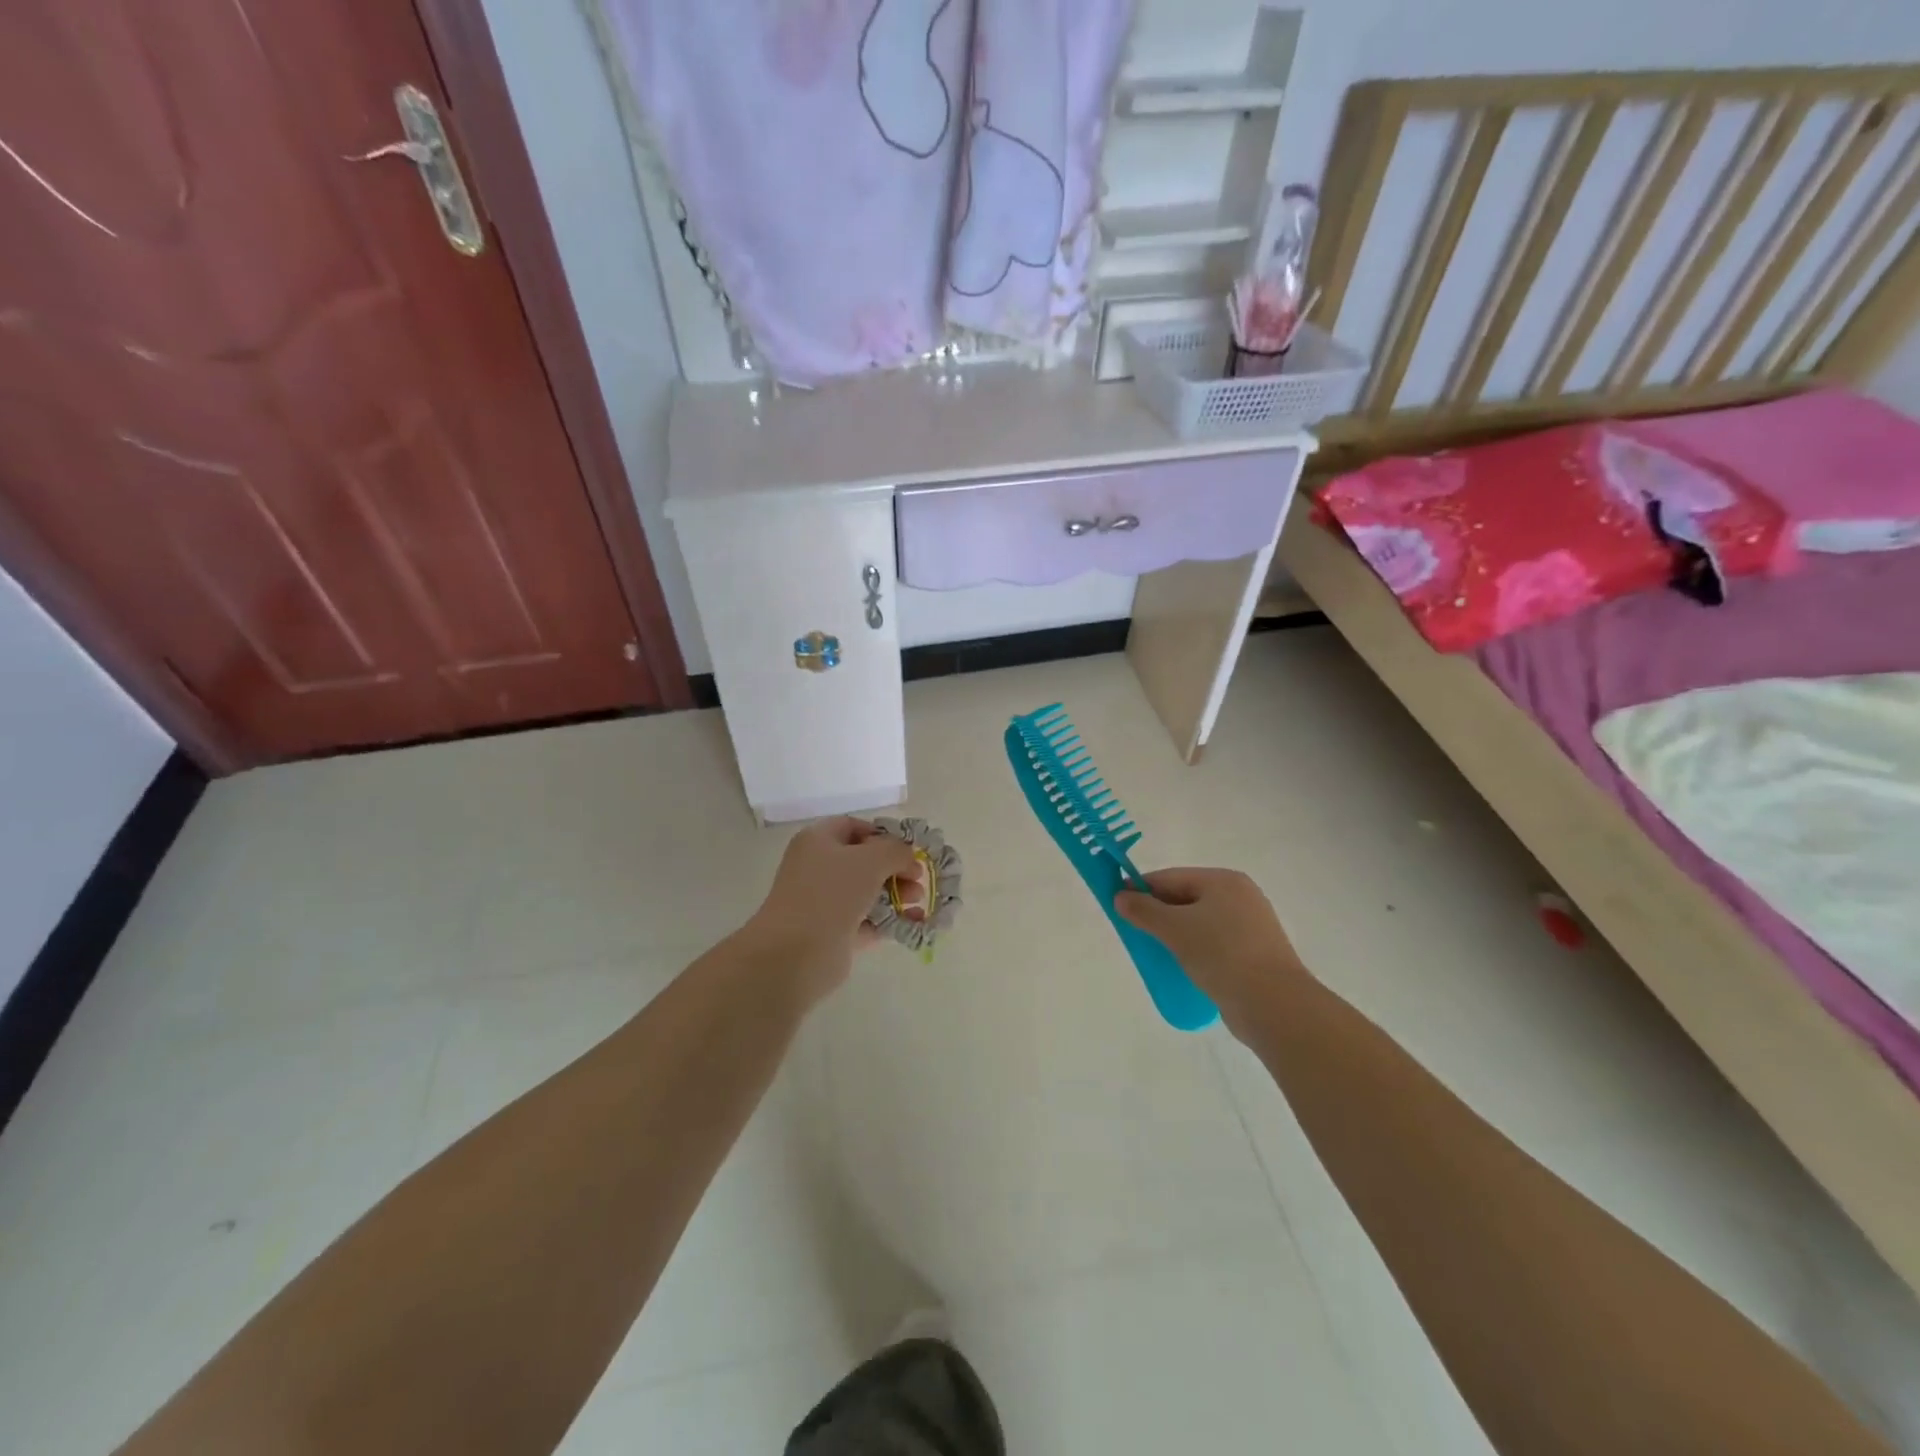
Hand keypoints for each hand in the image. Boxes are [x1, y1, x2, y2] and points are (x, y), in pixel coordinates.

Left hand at [739, 817, 920, 1003]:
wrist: (796, 953)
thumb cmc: (832, 893)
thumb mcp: (871, 860)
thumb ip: (895, 850)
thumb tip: (906, 855)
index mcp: (817, 840)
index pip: (853, 827)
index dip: (883, 835)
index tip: (908, 850)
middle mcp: (817, 868)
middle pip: (863, 861)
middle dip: (895, 868)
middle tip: (918, 880)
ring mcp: (823, 902)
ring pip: (865, 892)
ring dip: (895, 894)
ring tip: (917, 903)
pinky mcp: (831, 932)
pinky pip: (865, 921)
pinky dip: (888, 920)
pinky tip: (912, 924)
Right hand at [1114, 868, 1302, 1025]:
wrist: (1274, 1005)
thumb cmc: (1221, 955)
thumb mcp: (1174, 928)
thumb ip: (1144, 910)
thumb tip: (1121, 896)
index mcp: (1224, 881)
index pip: (1171, 877)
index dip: (1141, 888)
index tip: (1117, 904)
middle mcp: (1241, 897)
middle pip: (1186, 898)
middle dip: (1158, 913)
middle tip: (1134, 931)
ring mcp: (1252, 926)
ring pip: (1200, 922)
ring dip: (1176, 934)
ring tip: (1155, 951)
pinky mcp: (1255, 954)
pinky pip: (1214, 944)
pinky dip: (1195, 950)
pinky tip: (1181, 966)